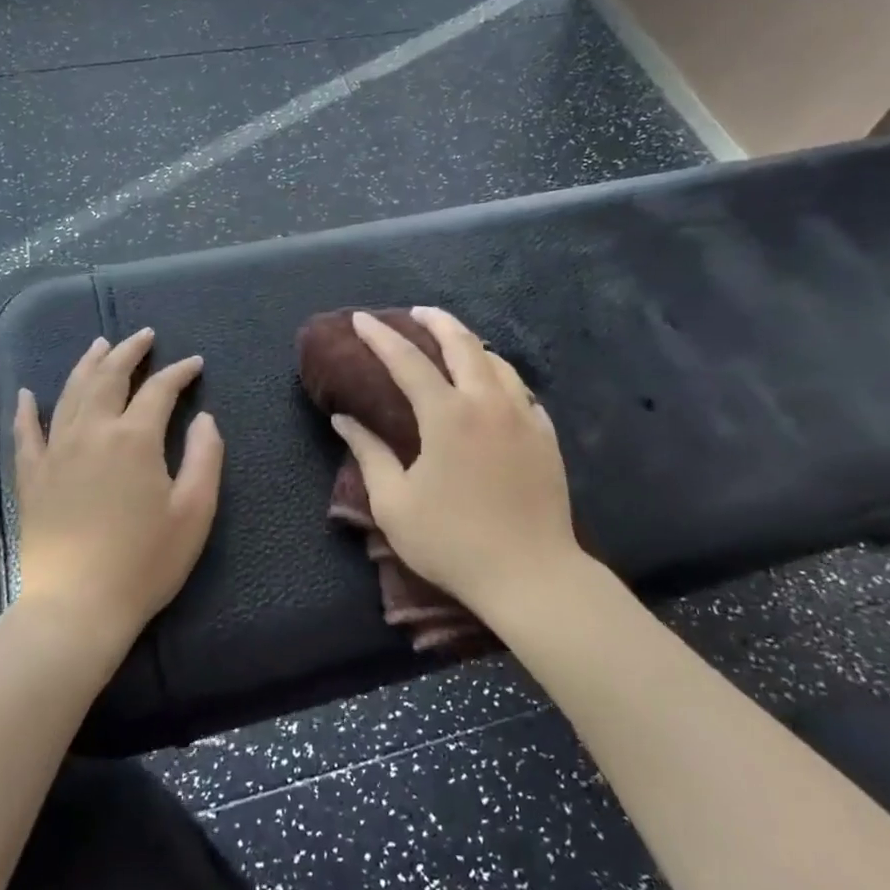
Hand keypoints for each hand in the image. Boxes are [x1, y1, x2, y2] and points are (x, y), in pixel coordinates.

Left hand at [13, 328, 223, 648]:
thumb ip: (206, 457)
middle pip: (109, 376)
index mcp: (134, 438)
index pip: (159, 389)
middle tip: (144, 335)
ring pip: (71, 392)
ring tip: (100, 344)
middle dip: (129, 351)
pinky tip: (28, 393)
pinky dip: (26, 409)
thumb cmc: (144, 562)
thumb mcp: (194, 512)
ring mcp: (55, 451)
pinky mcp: (31, 476)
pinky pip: (25, 432)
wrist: (76, 607)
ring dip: (88, 364)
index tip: (195, 363)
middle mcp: (92, 431)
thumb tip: (205, 418)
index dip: (179, 372)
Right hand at [332, 307, 582, 613]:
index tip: (361, 318)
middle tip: (416, 313)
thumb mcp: (395, 504)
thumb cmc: (453, 542)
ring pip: (497, 362)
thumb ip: (369, 454)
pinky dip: (500, 377)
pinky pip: (521, 391)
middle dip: (436, 321)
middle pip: (463, 344)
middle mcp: (488, 403)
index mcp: (447, 415)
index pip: (407, 361)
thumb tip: (344, 420)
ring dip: (471, 344)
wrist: (531, 576)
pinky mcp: (546, 437)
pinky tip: (494, 386)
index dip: (381, 336)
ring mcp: (524, 417)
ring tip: (453, 343)